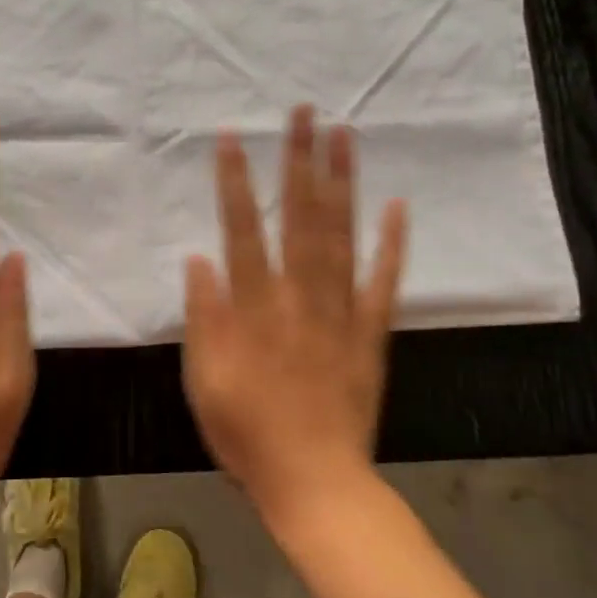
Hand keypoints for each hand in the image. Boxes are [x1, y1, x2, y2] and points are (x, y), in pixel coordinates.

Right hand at [182, 105, 406, 528]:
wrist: (316, 484)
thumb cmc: (247, 436)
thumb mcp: (204, 383)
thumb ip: (203, 319)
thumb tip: (199, 259)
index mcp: (255, 309)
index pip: (243, 232)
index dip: (235, 183)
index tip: (233, 138)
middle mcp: (300, 298)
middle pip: (300, 218)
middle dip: (299, 161)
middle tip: (304, 113)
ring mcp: (342, 312)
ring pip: (342, 236)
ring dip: (342, 184)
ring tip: (344, 136)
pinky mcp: (372, 333)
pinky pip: (384, 282)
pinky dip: (392, 244)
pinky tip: (397, 206)